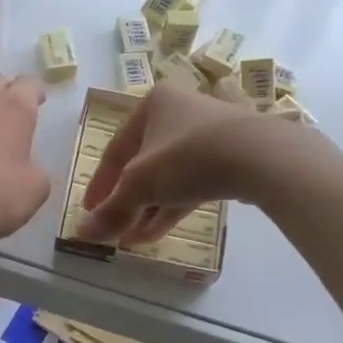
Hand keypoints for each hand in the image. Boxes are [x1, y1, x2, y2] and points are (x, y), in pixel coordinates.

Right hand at [79, 85, 309, 245]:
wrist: (260, 156)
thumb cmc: (187, 158)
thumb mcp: (141, 186)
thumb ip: (112, 210)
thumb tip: (82, 234)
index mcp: (153, 104)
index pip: (115, 149)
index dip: (99, 184)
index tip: (90, 212)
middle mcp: (180, 111)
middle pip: (143, 163)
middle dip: (128, 201)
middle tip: (115, 228)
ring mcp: (209, 132)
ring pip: (169, 175)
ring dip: (149, 207)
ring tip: (135, 238)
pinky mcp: (232, 155)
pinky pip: (194, 181)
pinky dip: (174, 204)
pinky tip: (159, 231)